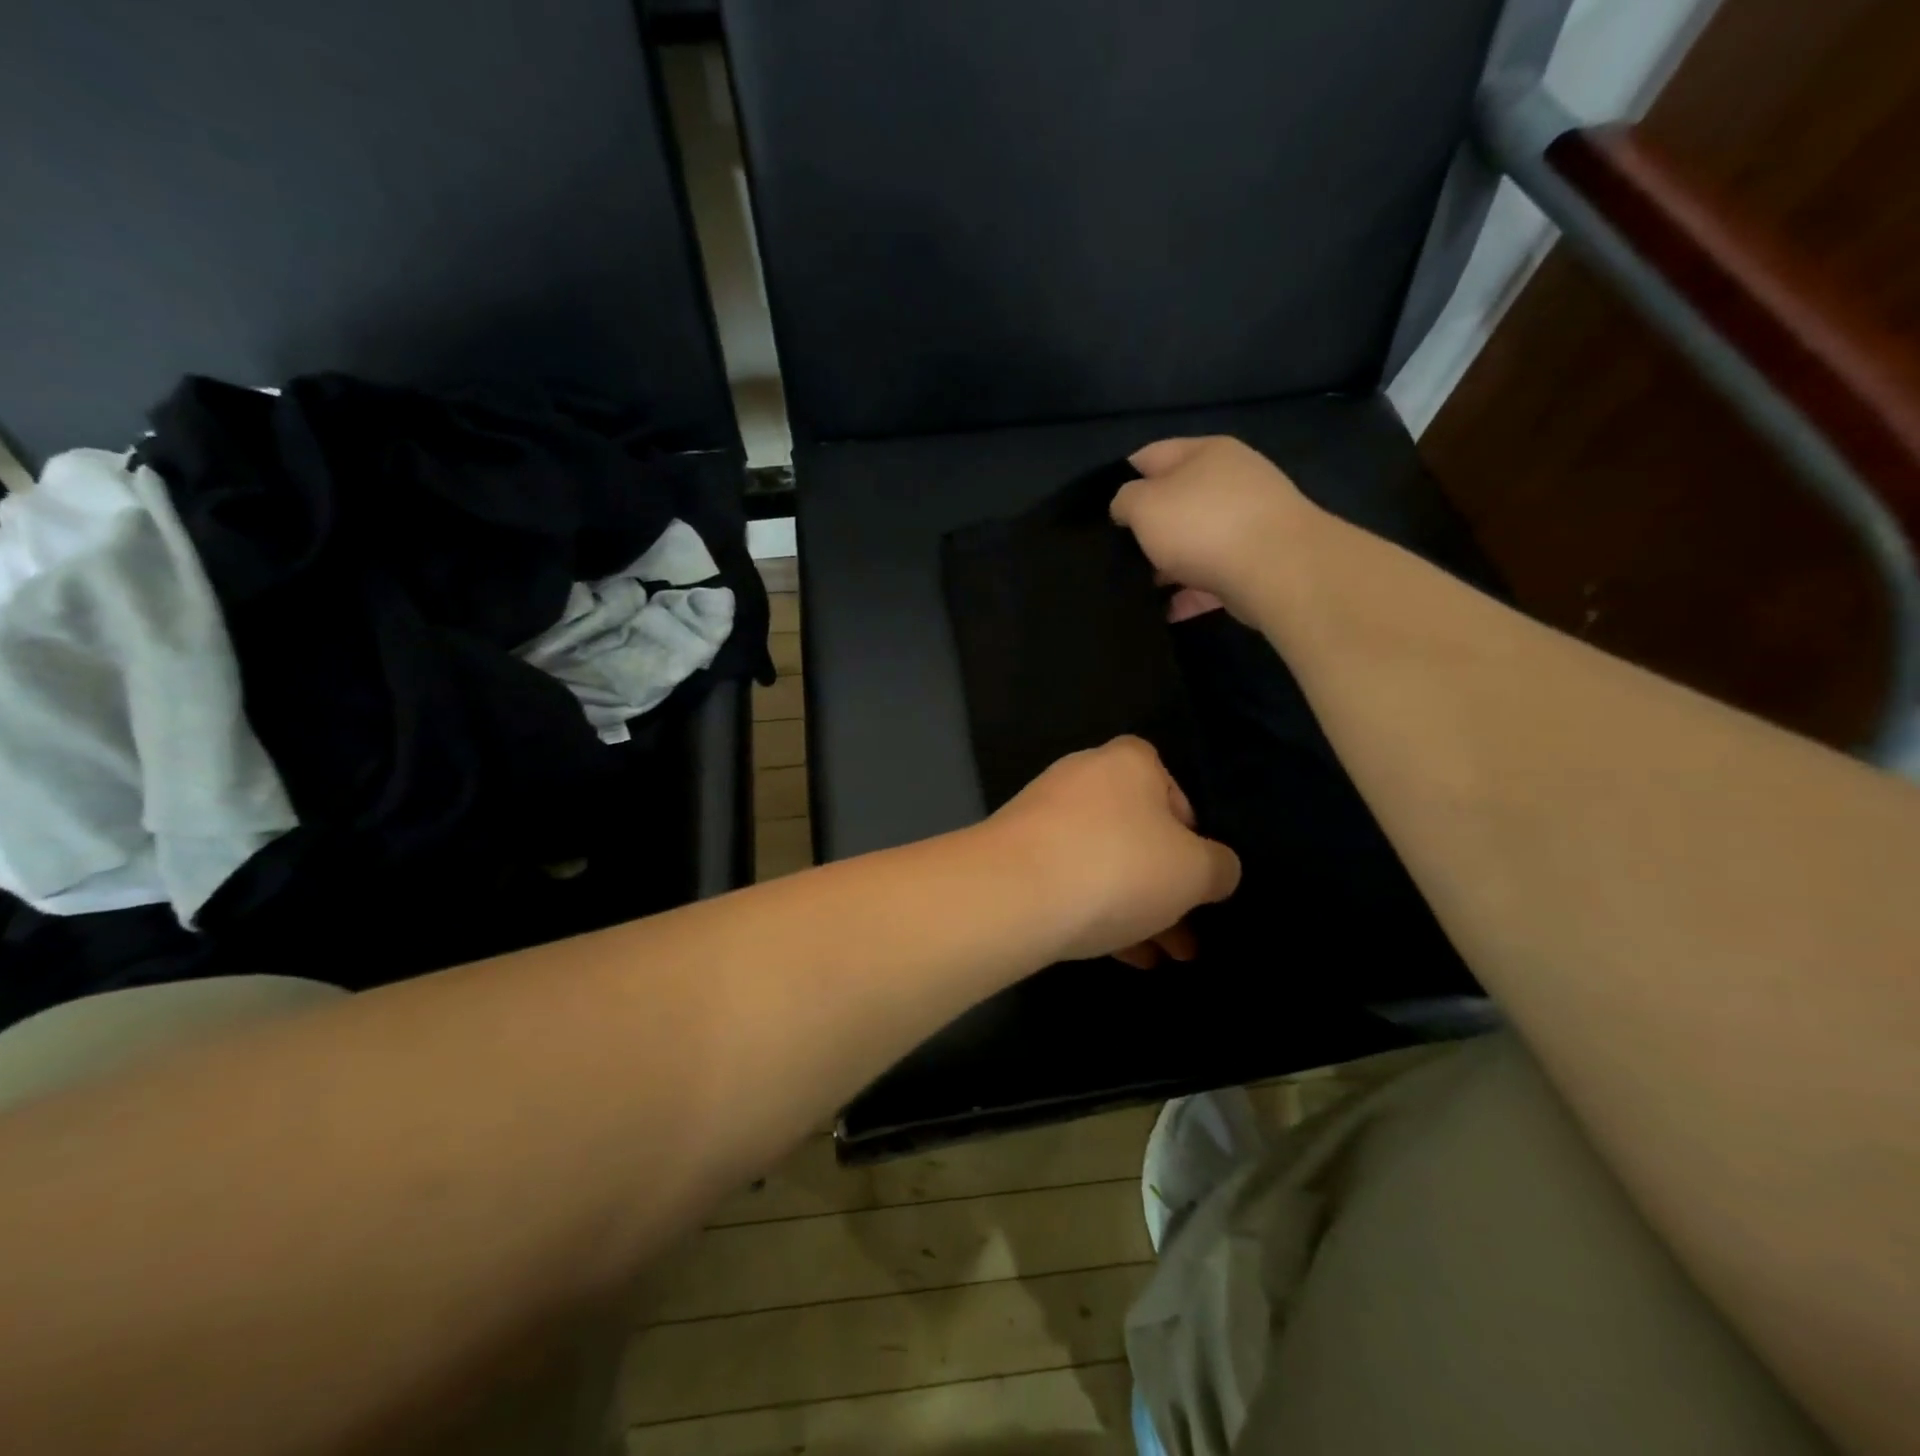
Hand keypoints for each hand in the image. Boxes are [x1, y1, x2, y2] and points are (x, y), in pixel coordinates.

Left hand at [985, 737, 1240, 967]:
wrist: (1013, 894)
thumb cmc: (1119, 866)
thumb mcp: (1194, 871)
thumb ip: (1218, 868)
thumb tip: (1216, 870)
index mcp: (1128, 763)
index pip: (1170, 785)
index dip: (1190, 830)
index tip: (1196, 873)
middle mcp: (1082, 778)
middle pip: (1137, 833)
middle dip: (1167, 888)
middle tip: (1190, 935)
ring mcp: (1043, 816)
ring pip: (1105, 863)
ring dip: (1139, 909)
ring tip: (1168, 958)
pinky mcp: (1015, 855)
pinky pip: (1070, 882)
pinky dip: (1099, 913)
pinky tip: (1127, 957)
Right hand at [1109, 436, 1317, 621]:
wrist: (1278, 569)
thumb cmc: (1202, 525)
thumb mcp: (1144, 504)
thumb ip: (1125, 500)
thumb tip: (1127, 507)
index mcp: (1205, 453)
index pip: (1150, 456)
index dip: (1121, 480)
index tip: (1100, 512)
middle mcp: (1231, 481)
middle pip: (1176, 501)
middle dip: (1146, 528)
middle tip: (1116, 554)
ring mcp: (1249, 522)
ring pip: (1194, 542)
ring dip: (1167, 565)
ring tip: (1138, 588)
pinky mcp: (1258, 562)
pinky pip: (1213, 577)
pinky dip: (1189, 593)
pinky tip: (1167, 612)